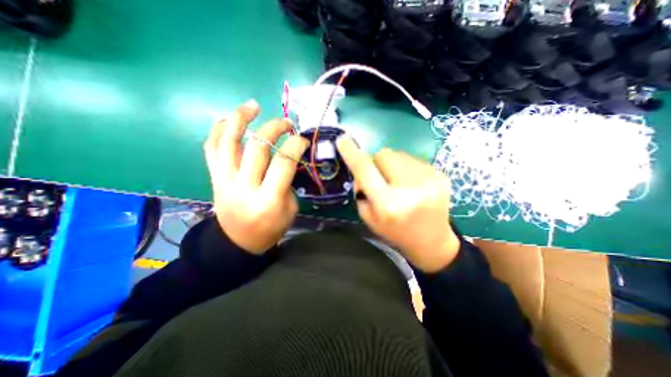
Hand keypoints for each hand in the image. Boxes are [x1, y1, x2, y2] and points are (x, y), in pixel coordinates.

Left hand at [205, 100, 309, 253]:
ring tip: (252, 105)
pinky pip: (211, 149)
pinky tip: (229, 119)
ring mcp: (225, 181)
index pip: (283, 163)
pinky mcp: (214, 178)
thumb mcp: (290, 209)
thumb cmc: (270, 229)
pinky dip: (219, 130)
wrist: (238, 242)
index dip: (295, 145)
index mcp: (268, 200)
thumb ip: (288, 183)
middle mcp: (244, 187)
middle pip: (257, 147)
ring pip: (228, 142)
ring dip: (240, 119)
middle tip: (286, 123)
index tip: (303, 139)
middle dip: (274, 128)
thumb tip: (287, 159)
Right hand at [338, 137, 457, 272]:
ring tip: (398, 182)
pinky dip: (407, 168)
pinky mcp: (440, 175)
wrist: (431, 242)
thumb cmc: (395, 232)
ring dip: (393, 165)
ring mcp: (429, 180)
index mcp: (388, 204)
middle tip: (380, 177)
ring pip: (399, 154)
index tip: (342, 140)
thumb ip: (361, 191)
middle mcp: (409, 189)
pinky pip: (413, 159)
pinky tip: (412, 184)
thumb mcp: (369, 217)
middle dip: (376, 161)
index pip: (365, 171)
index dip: (352, 154)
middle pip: (384, 154)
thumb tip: (361, 169)